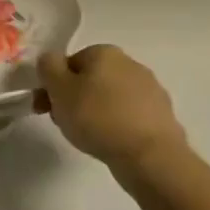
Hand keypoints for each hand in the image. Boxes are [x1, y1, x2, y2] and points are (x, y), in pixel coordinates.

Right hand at [36, 45, 186, 176]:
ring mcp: (150, 89)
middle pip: (90, 79)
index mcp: (104, 52)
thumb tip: (50, 60)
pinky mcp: (162, 115)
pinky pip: (129, 117)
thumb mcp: (59, 89)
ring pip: (110, 99)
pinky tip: (113, 143)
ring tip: (89, 138)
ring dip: (97, 113)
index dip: (54, 86)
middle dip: (75, 99)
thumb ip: (48, 67)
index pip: (69, 63)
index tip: (47, 108)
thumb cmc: (98, 118)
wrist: (150, 157)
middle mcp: (130, 63)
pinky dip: (118, 126)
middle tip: (65, 124)